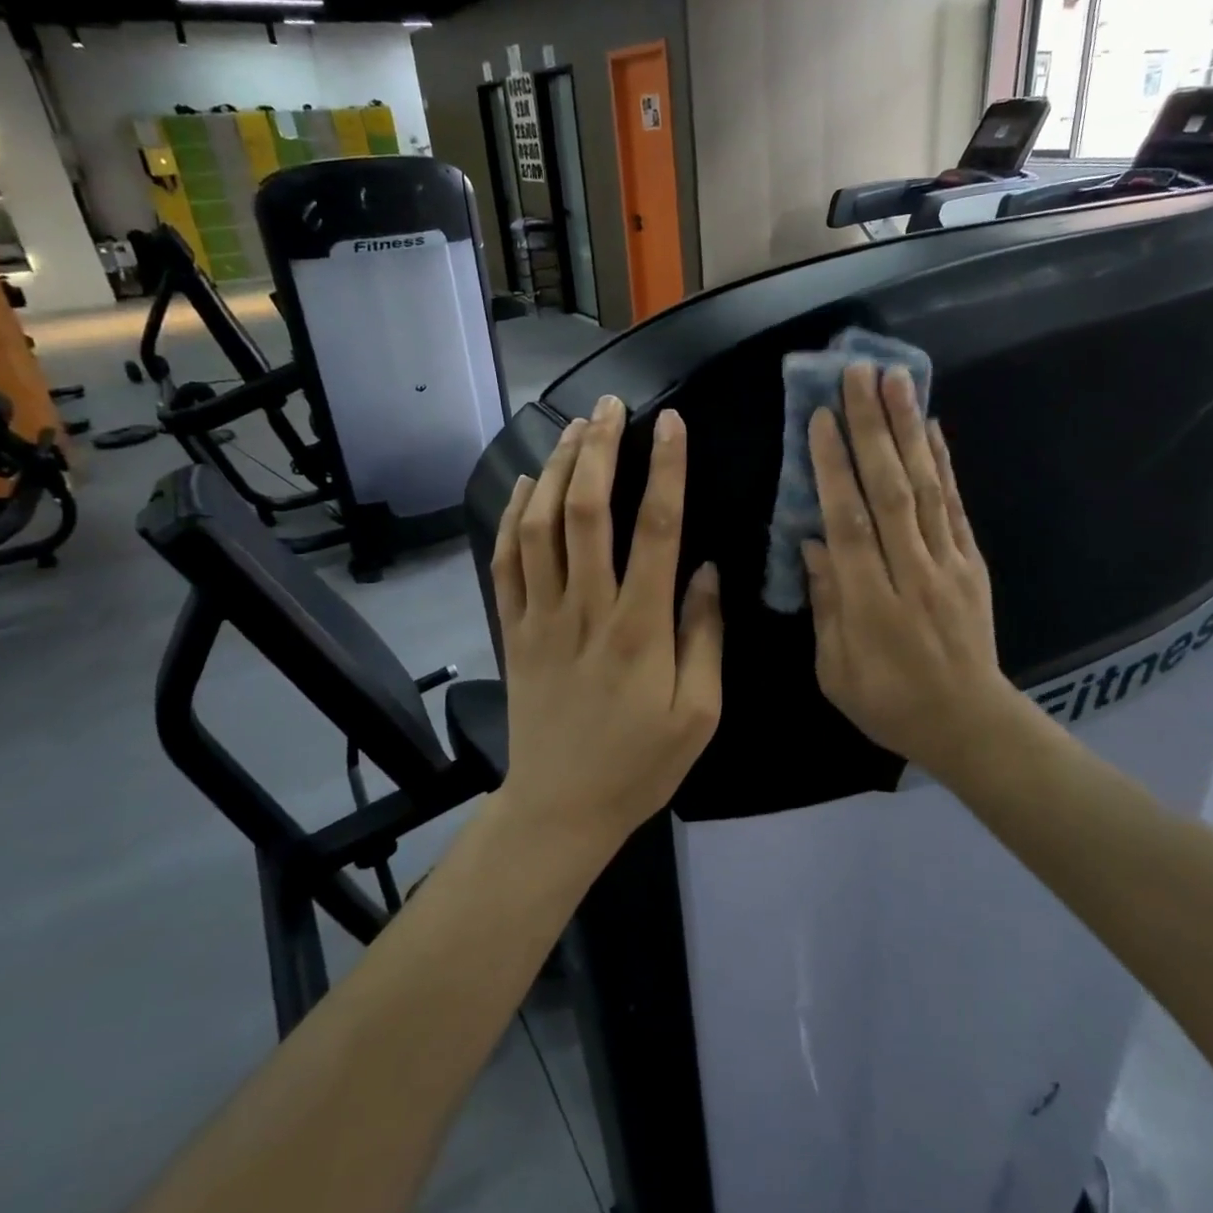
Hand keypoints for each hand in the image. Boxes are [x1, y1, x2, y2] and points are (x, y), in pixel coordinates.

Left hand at [490, 395, 723, 847]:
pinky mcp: (512, 630)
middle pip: (588, 511)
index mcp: (641, 628)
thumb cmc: (641, 764)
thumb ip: (705, 636)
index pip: (657, 529)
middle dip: (599, 450)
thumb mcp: (700, 713)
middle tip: (611, 405)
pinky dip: (511, 517)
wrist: (561, 807)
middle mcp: (586, 609)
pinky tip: (525, 484)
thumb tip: (707, 568)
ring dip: (555, 470)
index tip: (671, 424)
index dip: (666, 470)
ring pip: (540, 526)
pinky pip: (505, 562)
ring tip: (572, 428)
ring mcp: (540, 617)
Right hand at [803, 363, 1018, 774]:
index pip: (849, 524)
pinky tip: (931, 427)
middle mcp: (913, 574)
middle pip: (890, 492)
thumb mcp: (836, 670)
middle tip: (858, 375)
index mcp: (872, 605)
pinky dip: (944, 464)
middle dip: (872, 429)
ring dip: (909, 430)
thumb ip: (825, 604)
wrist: (970, 724)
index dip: (833, 470)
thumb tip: (811, 543)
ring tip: (897, 380)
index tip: (819, 419)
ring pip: (926, 488)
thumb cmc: (889, 703)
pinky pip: (957, 506)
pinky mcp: (973, 563)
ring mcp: (950, 565)